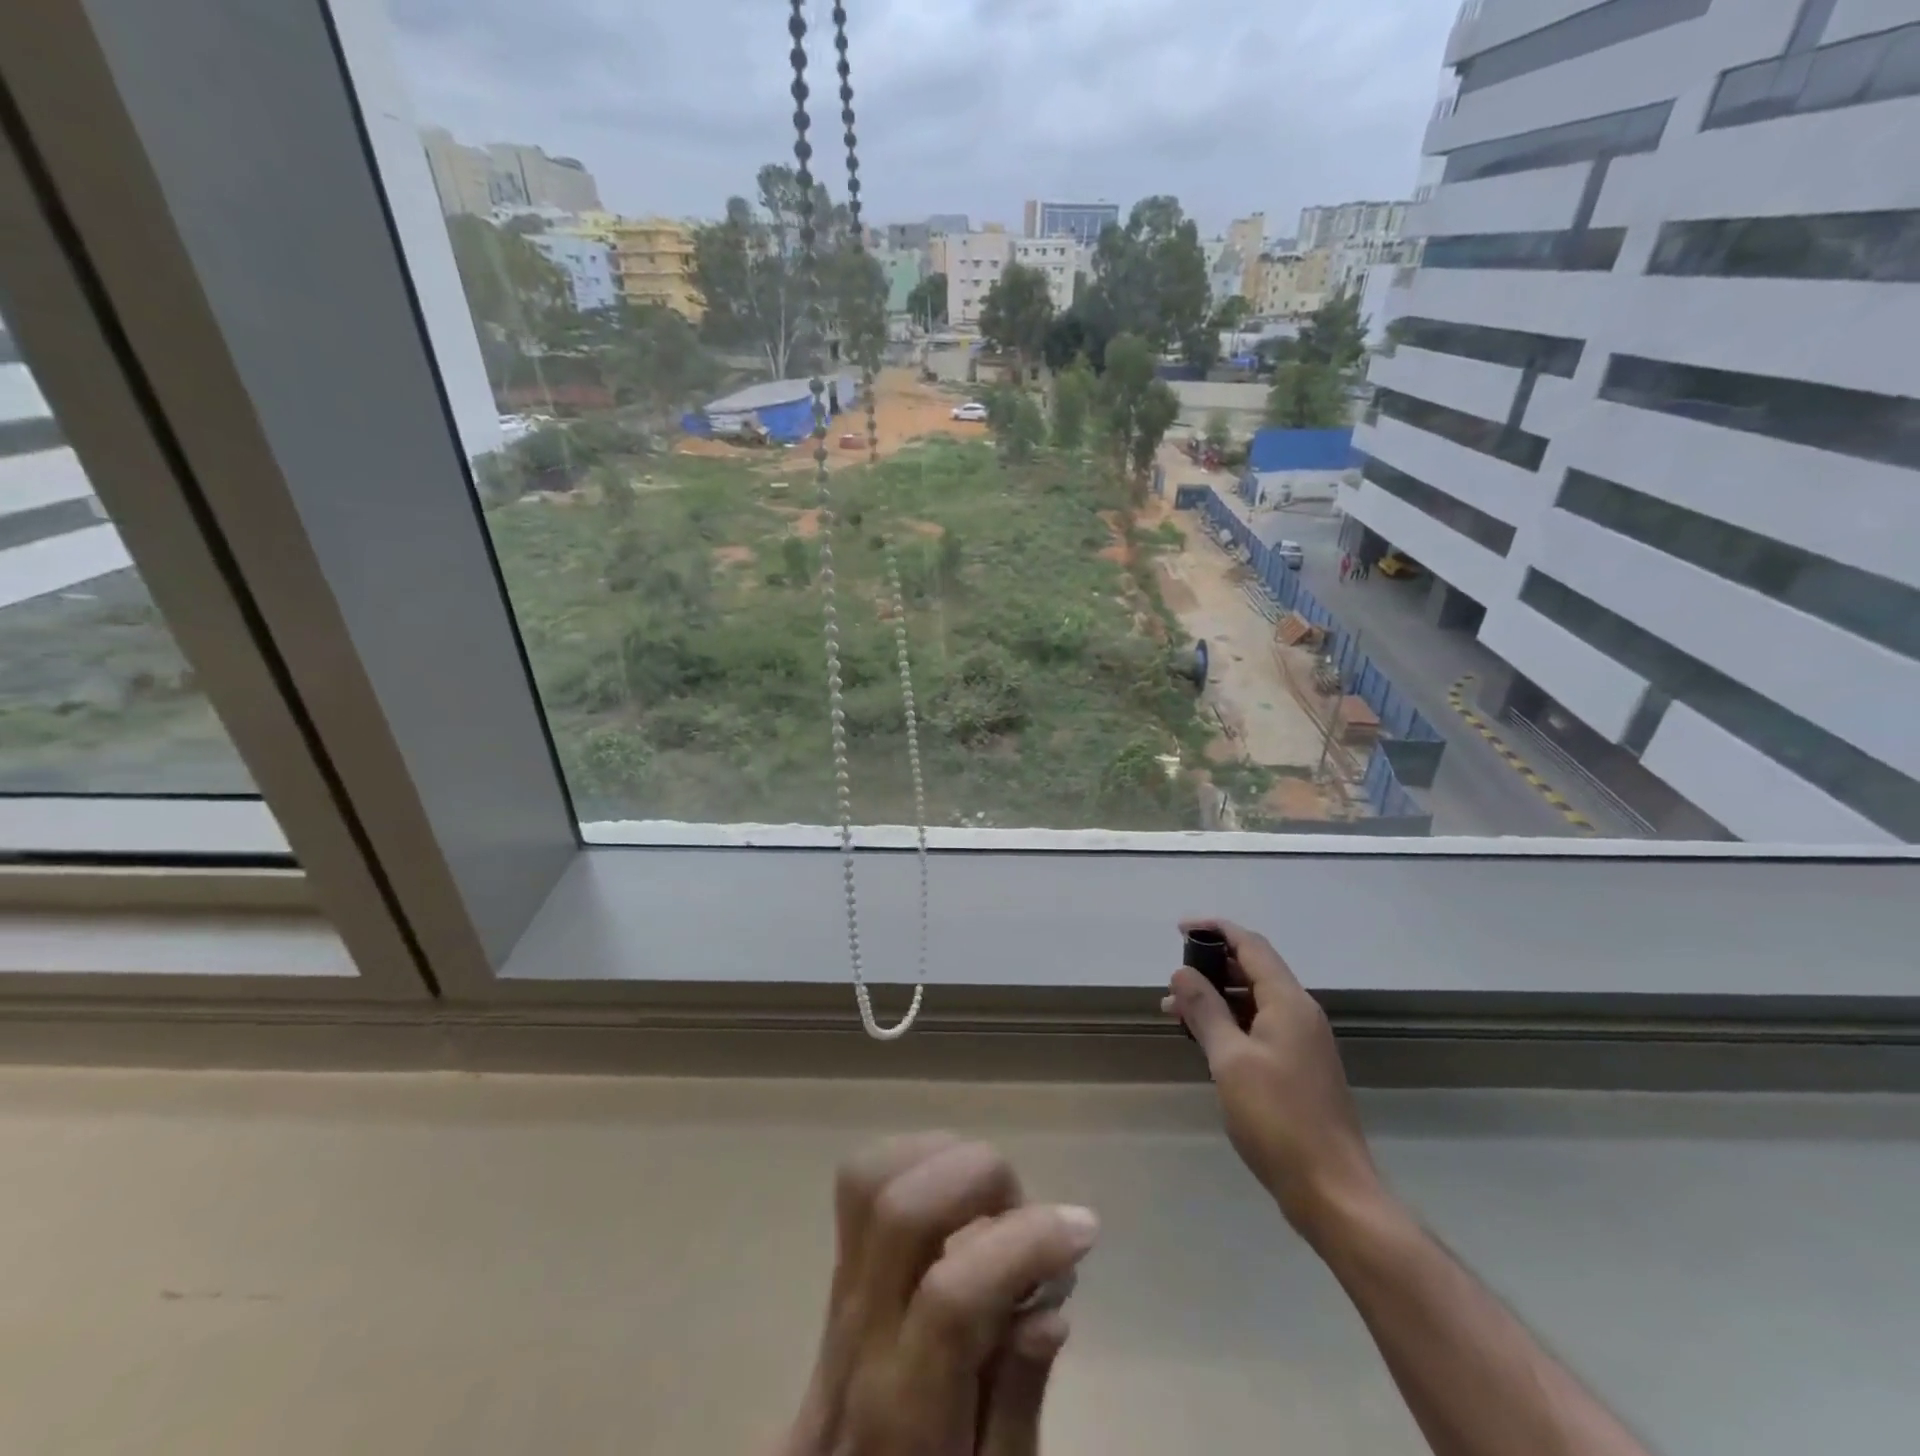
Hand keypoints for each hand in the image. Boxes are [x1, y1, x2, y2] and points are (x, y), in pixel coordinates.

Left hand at [778, 1134, 1097, 1455]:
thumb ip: (1018, 1404)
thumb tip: (1049, 1308)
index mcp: (903, 1411)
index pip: (953, 1296)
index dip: (1024, 1244)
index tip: (1082, 1228)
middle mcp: (860, 1334)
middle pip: (902, 1210)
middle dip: (982, 1180)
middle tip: (1028, 1212)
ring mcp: (840, 1289)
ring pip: (871, 1178)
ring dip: (944, 1159)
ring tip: (991, 1198)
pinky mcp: (838, 1262)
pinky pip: (860, 1180)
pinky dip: (914, 1159)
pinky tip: (954, 1190)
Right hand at [1163, 919, 1382, 1243]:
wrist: (1332, 1191)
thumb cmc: (1278, 1119)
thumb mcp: (1230, 1060)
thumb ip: (1205, 1010)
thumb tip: (1182, 973)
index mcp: (1288, 1002)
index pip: (1251, 945)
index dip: (1215, 930)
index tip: (1180, 929)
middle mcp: (1300, 1013)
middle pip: (1255, 969)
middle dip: (1212, 966)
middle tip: (1173, 978)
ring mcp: (1303, 1042)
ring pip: (1255, 1000)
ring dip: (1217, 997)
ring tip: (1176, 1010)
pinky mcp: (1299, 1068)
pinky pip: (1260, 1026)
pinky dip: (1231, 1022)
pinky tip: (1205, 1039)